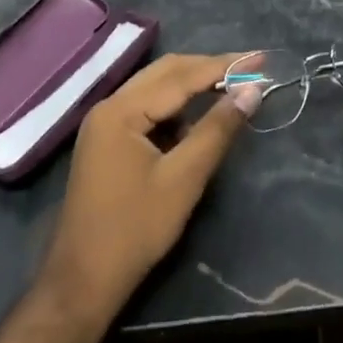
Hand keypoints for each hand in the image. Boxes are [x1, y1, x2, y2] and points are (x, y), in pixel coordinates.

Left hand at [38, 53, 256, 326]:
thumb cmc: (134, 231)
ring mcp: (105, 124)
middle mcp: (109, 106)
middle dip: (209, 68)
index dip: (224, 66)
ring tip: (231, 88)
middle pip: (166, 72)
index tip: (261, 58)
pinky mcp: (107, 141)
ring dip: (193, 85)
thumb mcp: (184, 179)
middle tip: (250, 68)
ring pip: (156, 88)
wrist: (81, 284)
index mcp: (121, 111)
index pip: (181, 76)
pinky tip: (197, 119)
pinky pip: (147, 108)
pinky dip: (176, 107)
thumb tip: (252, 90)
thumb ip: (217, 129)